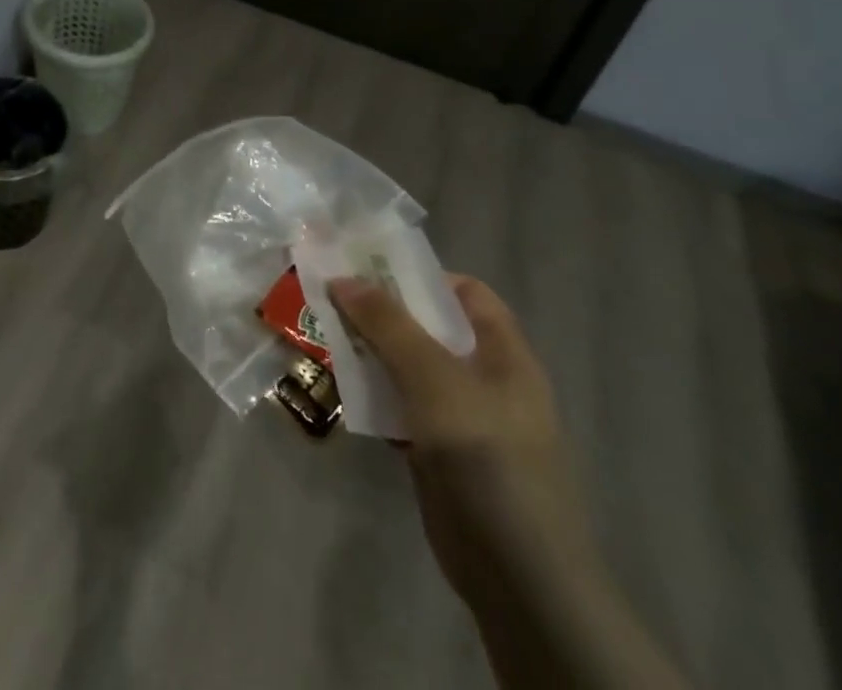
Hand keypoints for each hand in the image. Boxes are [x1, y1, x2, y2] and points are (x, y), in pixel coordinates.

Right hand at [327, 274, 595, 609]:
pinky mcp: (439, 453)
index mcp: (503, 354)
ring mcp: (463, 419)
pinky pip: (400, 407)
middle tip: (331, 296)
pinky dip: (373, 394)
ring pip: (409, 367)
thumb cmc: (486, 455)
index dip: (421, 275)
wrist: (517, 574)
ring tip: (324, 334)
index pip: (466, 293)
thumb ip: (388, 324)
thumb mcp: (434, 377)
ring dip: (370, 351)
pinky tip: (341, 389)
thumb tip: (342, 277)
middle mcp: (486, 379)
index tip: (370, 267)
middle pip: (429, 327)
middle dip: (382, 311)